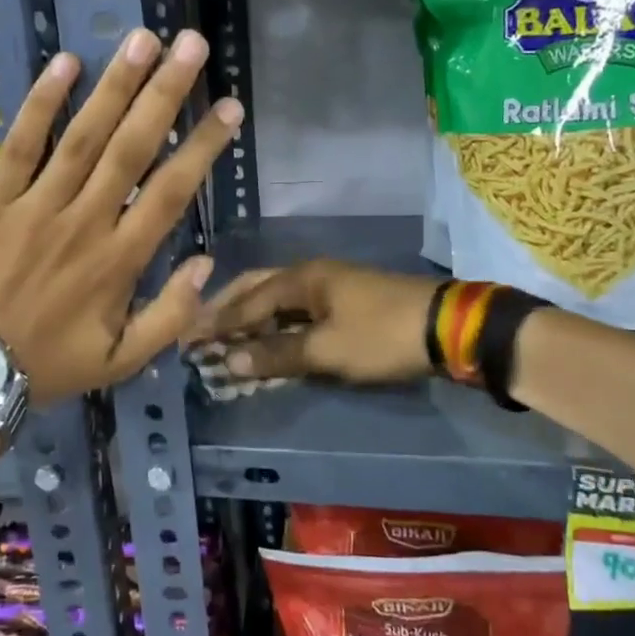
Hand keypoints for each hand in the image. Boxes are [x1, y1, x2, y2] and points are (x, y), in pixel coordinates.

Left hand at [0, 28, 240, 405]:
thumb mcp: (123, 362)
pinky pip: (20, 144)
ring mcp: (35, 206)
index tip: (229, 106)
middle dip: (166, 93)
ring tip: (142, 39)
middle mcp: (84, 223)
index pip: (172, 191)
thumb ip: (171, 316)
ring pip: (82, 136)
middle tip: (191, 44)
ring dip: (115, 85)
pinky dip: (41, 103)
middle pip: (132, 148)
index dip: (204, 146)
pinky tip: (66, 62)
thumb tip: (206, 264)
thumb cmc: (52, 366)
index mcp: (119, 261)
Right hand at [184, 260, 440, 384]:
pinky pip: (297, 310)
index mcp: (302, 279)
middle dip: (228, 310)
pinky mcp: (347, 302)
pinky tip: (269, 338)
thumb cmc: (382, 336)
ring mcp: (331, 286)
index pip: (246, 301)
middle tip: (200, 330)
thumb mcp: (327, 350)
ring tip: (226, 337)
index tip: (185, 336)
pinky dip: (276, 324)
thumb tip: (228, 360)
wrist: (449, 327)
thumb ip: (276, 354)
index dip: (215, 321)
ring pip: (277, 299)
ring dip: (251, 317)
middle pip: (257, 289)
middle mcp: (311, 275)